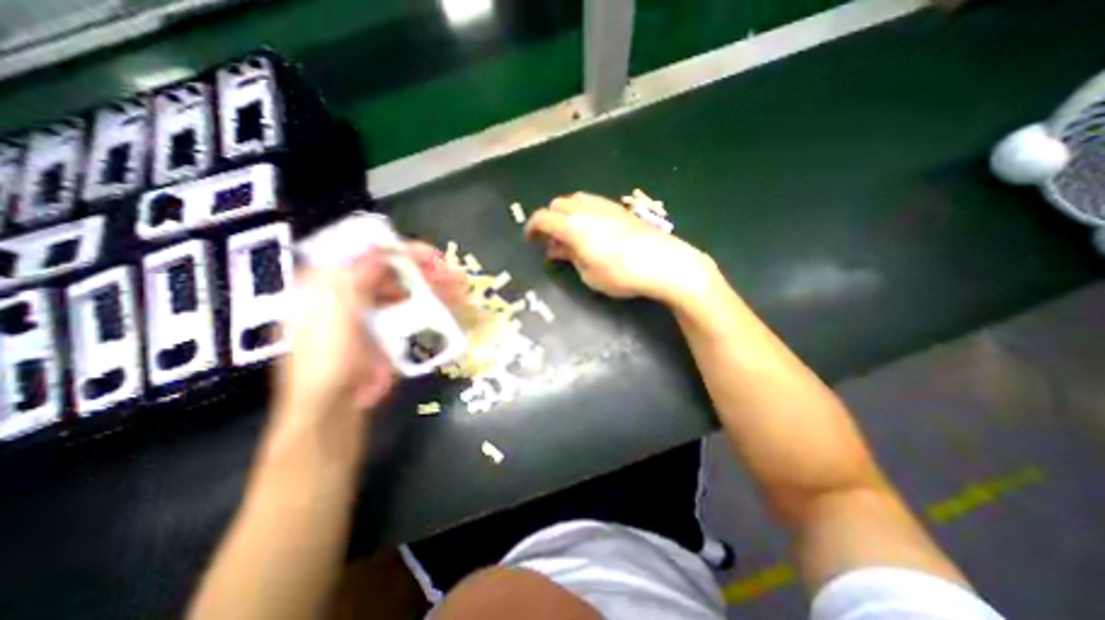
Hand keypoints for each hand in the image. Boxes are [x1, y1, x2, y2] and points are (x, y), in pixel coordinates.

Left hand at [273, 245, 466, 437]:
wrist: (336, 405)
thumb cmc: (327, 357)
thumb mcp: (334, 311)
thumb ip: (356, 276)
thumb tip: (382, 251)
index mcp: (332, 283)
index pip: (369, 254)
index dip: (400, 250)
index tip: (430, 255)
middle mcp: (356, 294)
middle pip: (395, 272)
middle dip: (426, 271)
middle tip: (453, 275)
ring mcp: (376, 313)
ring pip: (410, 291)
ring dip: (435, 288)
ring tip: (460, 290)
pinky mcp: (392, 331)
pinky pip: (415, 312)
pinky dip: (434, 308)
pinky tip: (452, 308)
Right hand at [527, 190, 717, 303]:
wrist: (663, 262)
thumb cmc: (620, 274)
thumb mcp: (588, 273)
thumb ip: (569, 257)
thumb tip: (556, 248)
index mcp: (572, 225)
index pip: (543, 218)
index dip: (532, 228)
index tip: (530, 240)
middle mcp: (586, 208)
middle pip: (557, 204)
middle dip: (548, 219)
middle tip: (551, 240)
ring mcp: (605, 205)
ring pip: (575, 200)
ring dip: (566, 214)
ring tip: (570, 234)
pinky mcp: (620, 208)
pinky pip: (592, 203)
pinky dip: (582, 212)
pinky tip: (591, 229)